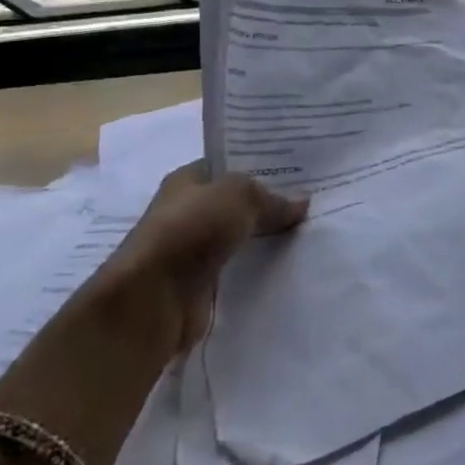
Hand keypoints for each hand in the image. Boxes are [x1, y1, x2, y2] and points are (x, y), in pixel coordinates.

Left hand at [96, 161, 307, 353]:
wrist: (153, 298)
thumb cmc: (190, 230)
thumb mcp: (239, 196)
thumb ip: (272, 197)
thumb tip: (301, 202)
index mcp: (186, 181)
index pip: (227, 166)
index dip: (259, 166)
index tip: (297, 172)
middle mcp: (186, 211)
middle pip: (235, 203)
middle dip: (267, 204)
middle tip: (311, 203)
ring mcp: (191, 249)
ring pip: (238, 237)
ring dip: (264, 238)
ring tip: (307, 233)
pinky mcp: (199, 284)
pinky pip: (237, 269)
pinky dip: (257, 268)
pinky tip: (287, 265)